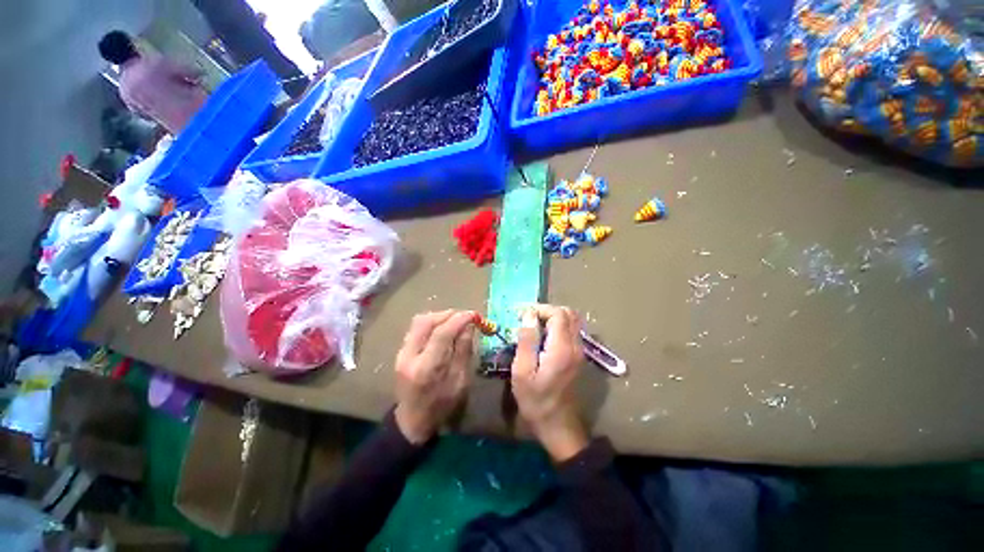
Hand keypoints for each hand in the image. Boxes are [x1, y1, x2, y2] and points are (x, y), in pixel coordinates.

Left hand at [394, 310, 474, 443]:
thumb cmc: (441, 406)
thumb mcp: (460, 382)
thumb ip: (464, 351)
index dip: (459, 319)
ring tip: (454, 322)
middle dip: (448, 314)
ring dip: (439, 317)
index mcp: (427, 368)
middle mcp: (410, 356)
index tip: (474, 315)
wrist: (412, 421)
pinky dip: (432, 323)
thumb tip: (469, 326)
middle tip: (464, 317)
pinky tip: (442, 329)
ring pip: (419, 321)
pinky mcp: (400, 351)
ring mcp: (401, 353)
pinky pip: (416, 328)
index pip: (441, 333)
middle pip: (426, 321)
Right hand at [511, 304, 588, 461]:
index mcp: (562, 348)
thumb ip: (527, 340)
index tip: (522, 314)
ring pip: (572, 321)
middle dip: (547, 310)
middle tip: (528, 318)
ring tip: (534, 325)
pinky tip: (543, 337)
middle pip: (568, 313)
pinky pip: (572, 331)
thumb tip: (529, 315)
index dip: (540, 309)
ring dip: (553, 317)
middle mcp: (576, 346)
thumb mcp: (522, 371)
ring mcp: (580, 351)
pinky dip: (558, 326)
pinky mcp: (579, 357)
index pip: (557, 314)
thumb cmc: (536, 401)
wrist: (558, 426)